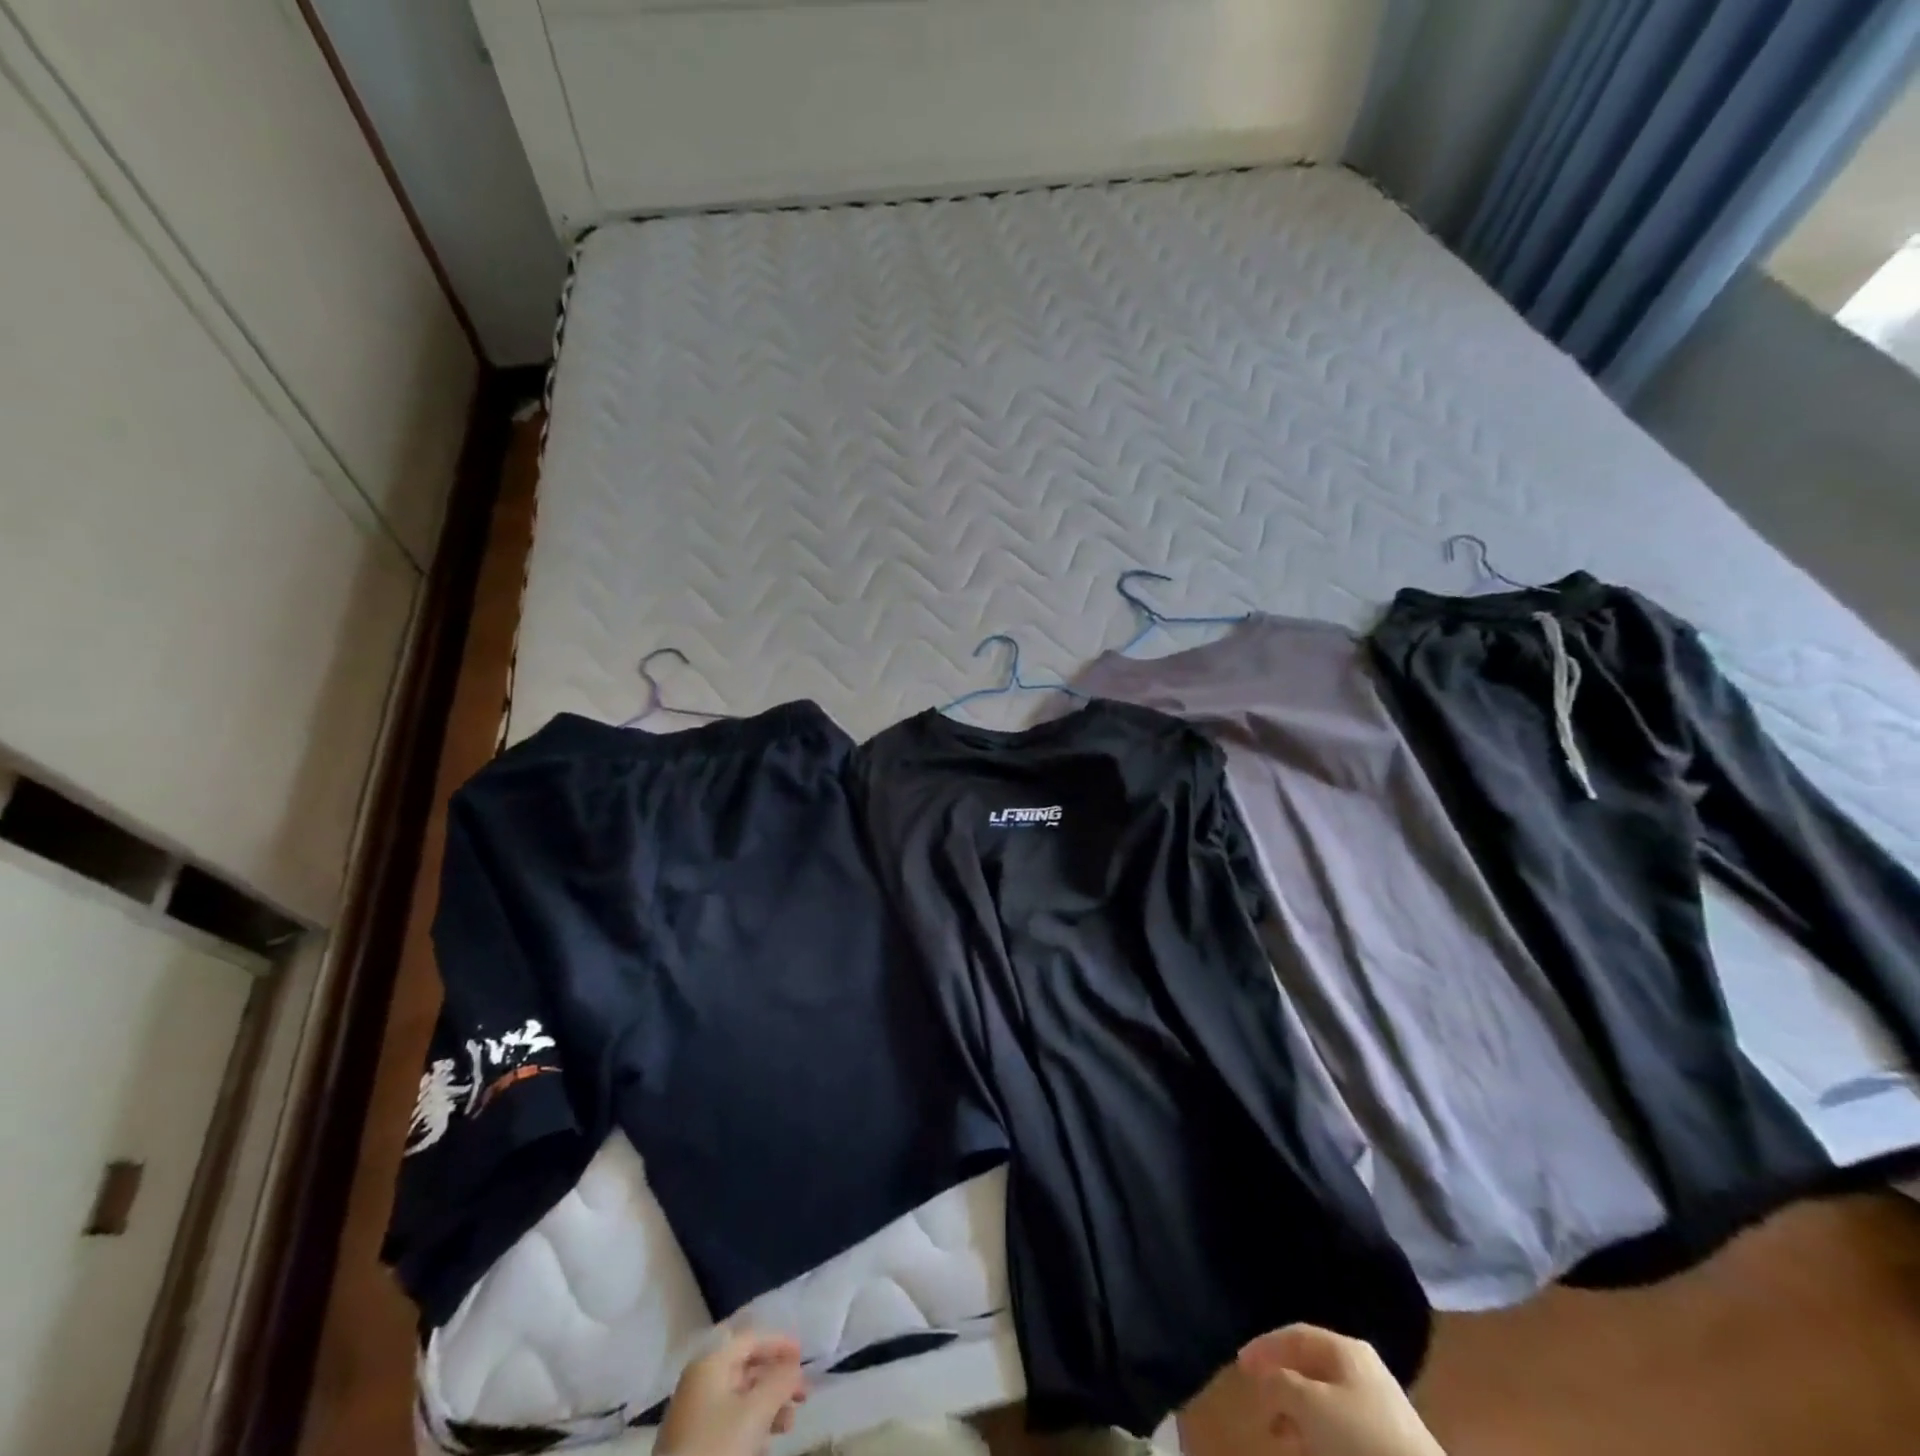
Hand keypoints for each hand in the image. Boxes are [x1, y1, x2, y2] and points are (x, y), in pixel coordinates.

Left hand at [656, 1330, 809, 1455]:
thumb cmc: (717, 1448)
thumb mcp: (756, 1412)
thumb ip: (780, 1381)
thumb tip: (794, 1368)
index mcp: (710, 1364)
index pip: (751, 1339)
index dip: (779, 1344)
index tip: (804, 1357)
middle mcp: (700, 1382)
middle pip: (746, 1368)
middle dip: (776, 1380)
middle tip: (802, 1395)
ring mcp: (694, 1415)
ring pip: (740, 1398)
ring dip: (768, 1406)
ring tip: (789, 1425)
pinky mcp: (693, 1445)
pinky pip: (729, 1422)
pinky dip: (752, 1426)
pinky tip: (766, 1444)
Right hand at [1238, 1325, 1443, 1455]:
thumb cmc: (1360, 1441)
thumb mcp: (1308, 1405)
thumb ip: (1278, 1383)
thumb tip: (1266, 1379)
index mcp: (1345, 1349)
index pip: (1295, 1335)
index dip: (1264, 1347)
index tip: (1240, 1367)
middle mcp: (1363, 1371)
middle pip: (1311, 1367)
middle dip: (1282, 1384)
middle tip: (1258, 1402)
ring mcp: (1380, 1410)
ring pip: (1326, 1402)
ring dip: (1299, 1415)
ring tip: (1280, 1436)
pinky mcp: (1389, 1446)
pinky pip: (1343, 1430)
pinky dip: (1320, 1437)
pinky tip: (1309, 1452)